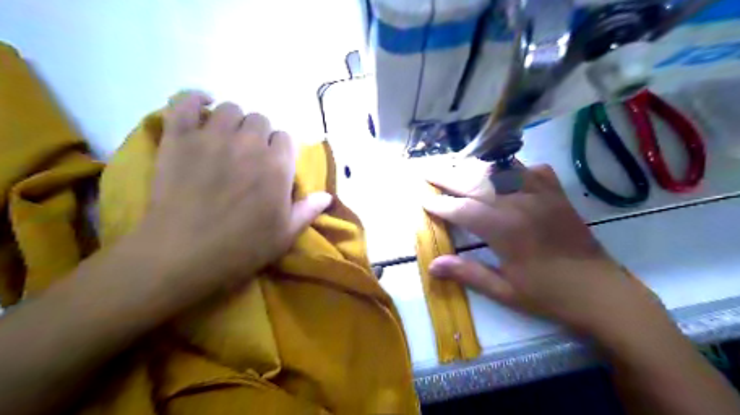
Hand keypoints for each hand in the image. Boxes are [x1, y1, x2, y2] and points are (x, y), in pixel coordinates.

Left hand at [142, 91, 331, 284]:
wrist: (183, 255)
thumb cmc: (242, 248)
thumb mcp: (285, 235)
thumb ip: (308, 211)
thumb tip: (327, 196)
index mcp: (277, 166)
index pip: (285, 138)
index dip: (280, 149)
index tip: (273, 164)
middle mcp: (249, 144)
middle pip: (260, 120)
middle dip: (259, 134)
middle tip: (249, 155)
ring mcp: (212, 137)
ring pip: (230, 109)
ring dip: (233, 120)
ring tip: (226, 137)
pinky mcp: (179, 138)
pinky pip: (184, 102)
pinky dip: (194, 99)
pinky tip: (202, 105)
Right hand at [426, 160, 661, 338]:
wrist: (601, 292)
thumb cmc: (549, 295)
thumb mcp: (505, 291)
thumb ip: (468, 274)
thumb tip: (432, 266)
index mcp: (505, 230)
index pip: (463, 210)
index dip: (440, 205)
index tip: (423, 200)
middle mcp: (520, 204)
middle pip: (476, 182)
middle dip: (447, 176)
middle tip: (426, 171)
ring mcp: (541, 194)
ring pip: (500, 170)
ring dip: (473, 166)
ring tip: (453, 164)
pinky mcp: (556, 193)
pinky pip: (531, 169)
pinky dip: (512, 166)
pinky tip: (502, 170)